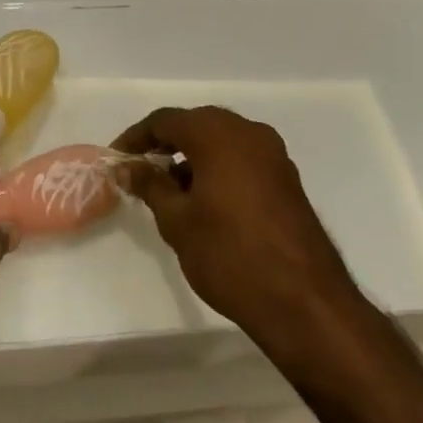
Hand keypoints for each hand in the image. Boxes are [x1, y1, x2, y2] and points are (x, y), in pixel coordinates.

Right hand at [113, 107, 357, 351]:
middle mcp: (248, 133)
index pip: (166, 120)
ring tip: (168, 189)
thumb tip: (127, 167)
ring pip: (221, 141)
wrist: (305, 302)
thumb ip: (150, 185)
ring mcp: (273, 155)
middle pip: (196, 124)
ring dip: (192, 156)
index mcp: (218, 134)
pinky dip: (217, 167)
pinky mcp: (286, 179)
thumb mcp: (177, 221)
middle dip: (166, 143)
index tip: (117, 158)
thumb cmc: (230, 255)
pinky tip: (203, 200)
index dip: (137, 136)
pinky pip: (241, 158)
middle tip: (140, 169)